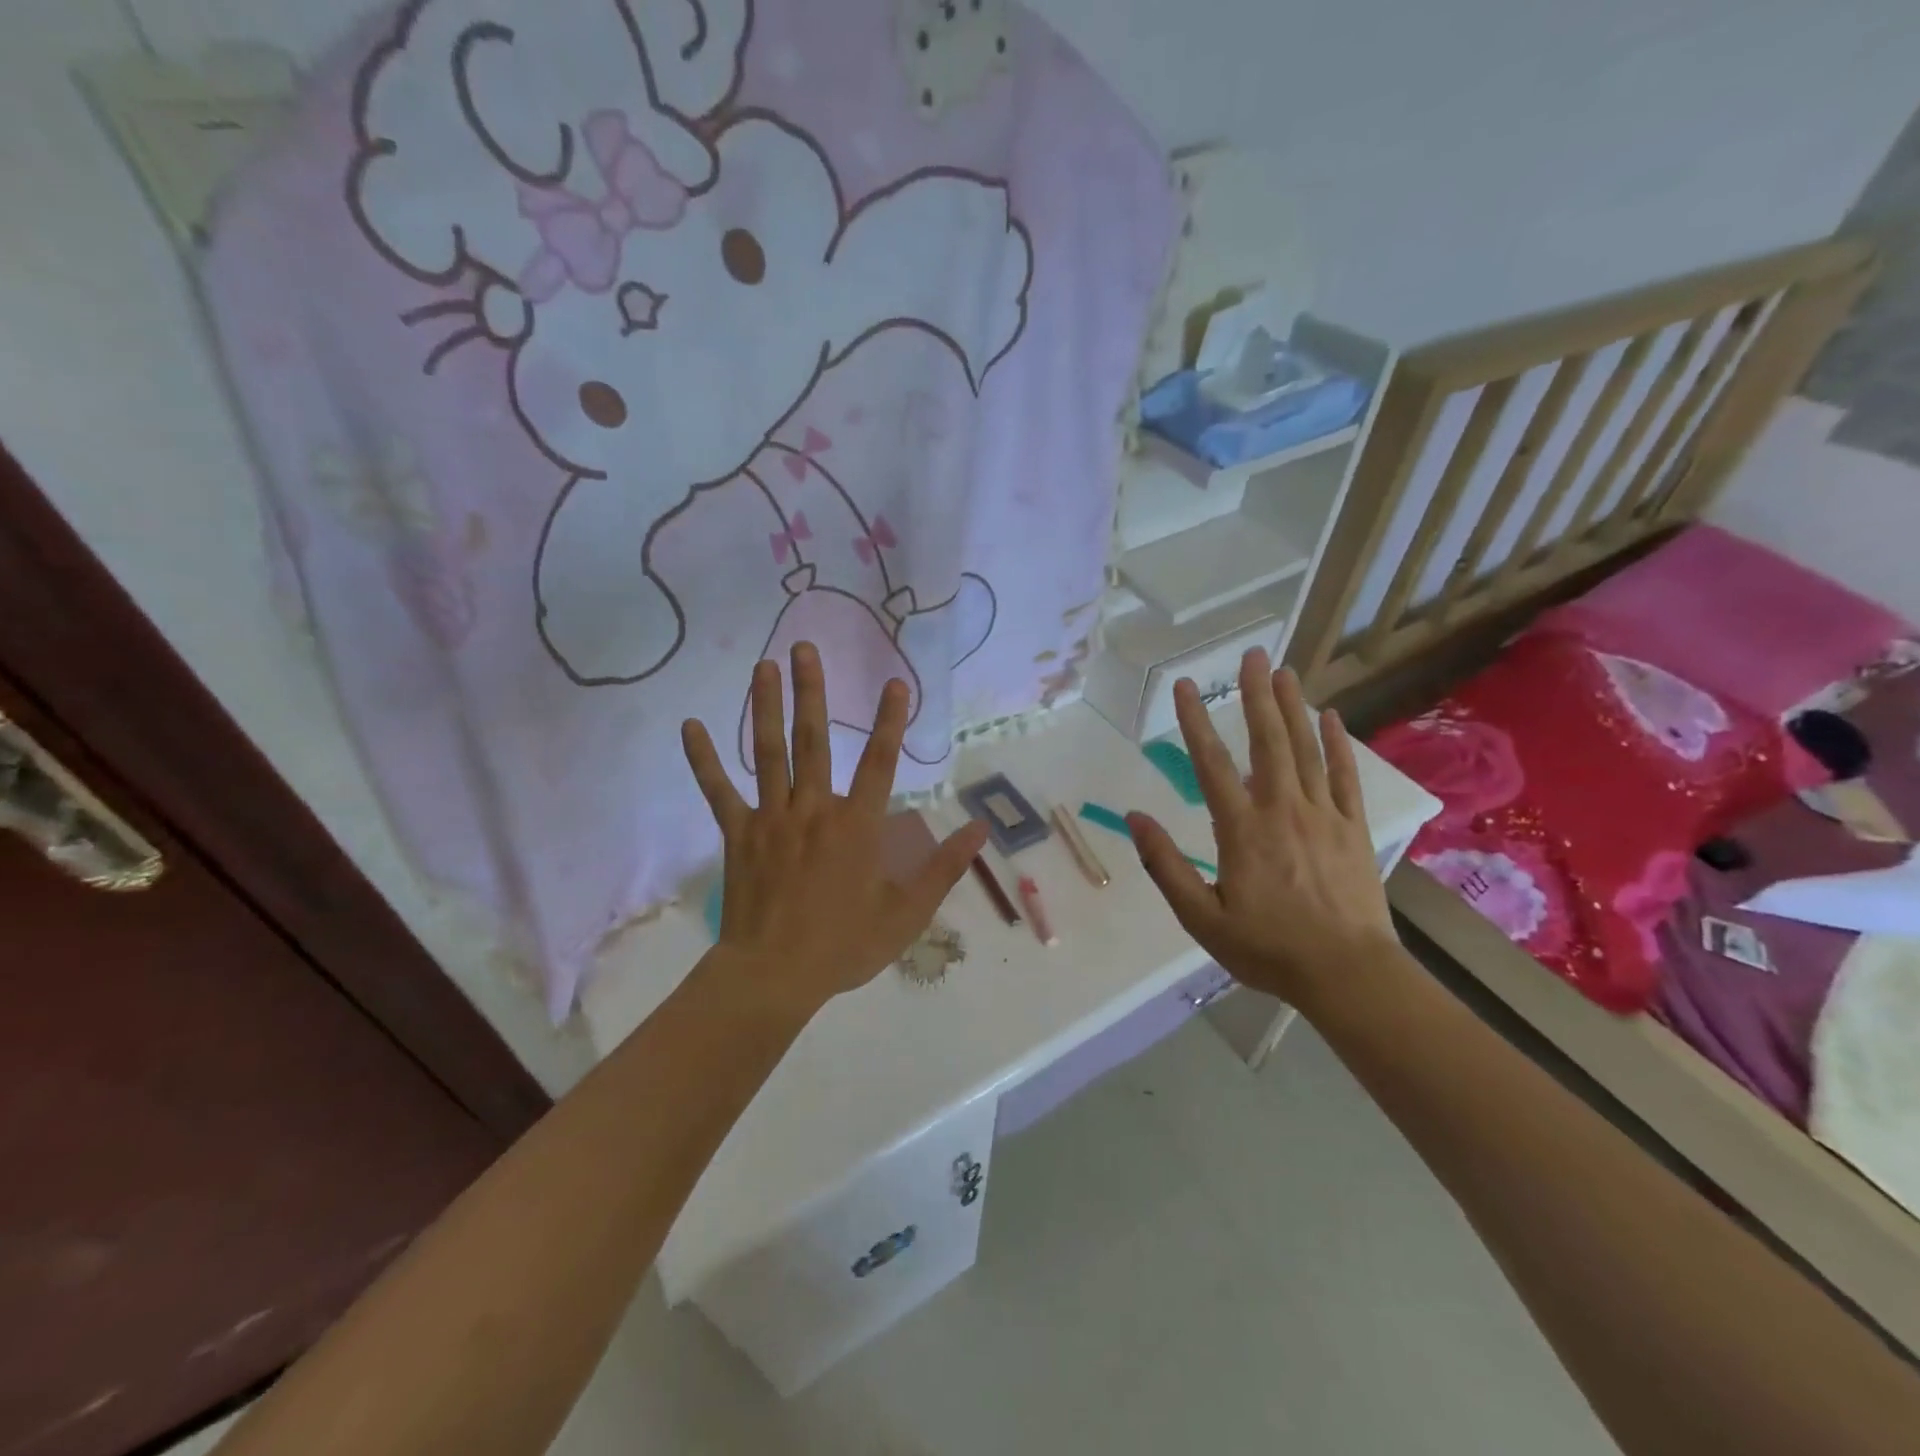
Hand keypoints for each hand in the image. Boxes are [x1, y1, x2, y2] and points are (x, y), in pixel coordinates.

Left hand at [681, 643, 987, 1020]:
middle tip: (803, 648)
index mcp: (858, 826)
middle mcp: (814, 809)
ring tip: (763, 667)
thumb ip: (944, 867)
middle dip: (812, 691)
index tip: (895, 682)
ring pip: (768, 752)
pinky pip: (718, 791)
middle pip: (814, 740)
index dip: (891, 720)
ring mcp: (771, 818)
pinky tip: (690, 726)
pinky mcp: (738, 834)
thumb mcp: (908, 913)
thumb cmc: (845, 945)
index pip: (881, 762)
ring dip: (765, 707)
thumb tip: (979, 829)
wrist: (775, 976)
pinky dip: (704, 760)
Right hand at [1130, 650, 1397, 1011]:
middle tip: (1252, 654)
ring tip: (1283, 671)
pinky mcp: (1352, 828)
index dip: (1195, 722)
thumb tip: (1135, 818)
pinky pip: (1345, 776)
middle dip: (1256, 695)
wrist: (1347, 974)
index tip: (1185, 686)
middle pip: (1267, 741)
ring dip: (1293, 708)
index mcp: (1241, 830)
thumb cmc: (1267, 948)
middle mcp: (1282, 810)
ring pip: (1306, 750)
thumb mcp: (1201, 917)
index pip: (1211, 764)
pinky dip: (1338, 744)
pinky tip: (1332, 717)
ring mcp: (1323, 815)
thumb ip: (1166, 866)